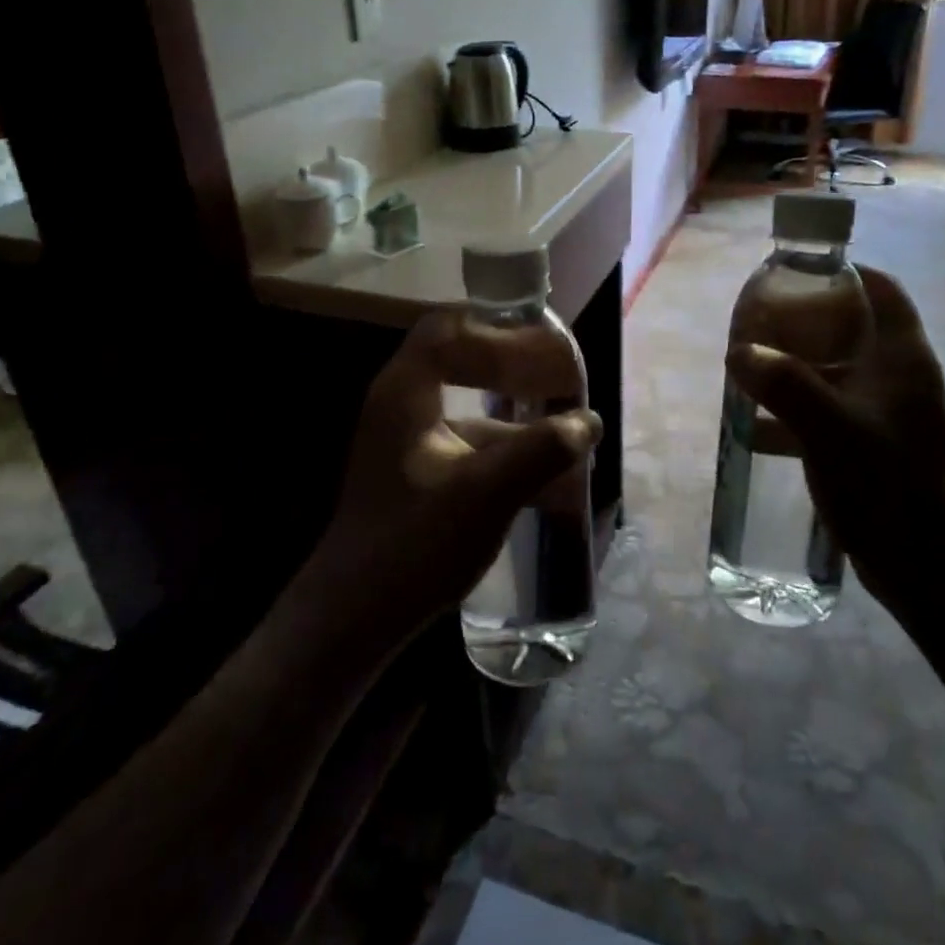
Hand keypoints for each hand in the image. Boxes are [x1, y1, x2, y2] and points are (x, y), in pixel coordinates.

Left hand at [312, 309, 601, 642]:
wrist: (356, 615)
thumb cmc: (415, 545)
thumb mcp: (487, 494)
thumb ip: (542, 451)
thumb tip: (588, 421)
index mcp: (406, 391)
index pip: (452, 329)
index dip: (503, 333)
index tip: (548, 351)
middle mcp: (401, 401)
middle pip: (461, 357)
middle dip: (514, 364)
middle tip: (561, 376)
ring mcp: (407, 436)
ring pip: (467, 401)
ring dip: (515, 409)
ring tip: (565, 425)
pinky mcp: (417, 468)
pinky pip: (466, 437)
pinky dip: (504, 443)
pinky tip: (542, 471)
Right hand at [725, 265, 944, 621]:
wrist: (923, 565)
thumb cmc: (886, 483)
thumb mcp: (829, 428)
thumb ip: (783, 385)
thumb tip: (738, 352)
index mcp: (903, 357)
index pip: (883, 290)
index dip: (845, 272)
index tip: (797, 273)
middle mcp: (899, 377)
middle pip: (852, 327)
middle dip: (804, 321)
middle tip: (759, 324)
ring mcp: (886, 412)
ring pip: (836, 370)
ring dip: (794, 367)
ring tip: (749, 368)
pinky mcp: (871, 444)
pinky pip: (828, 409)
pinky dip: (795, 408)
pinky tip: (756, 425)